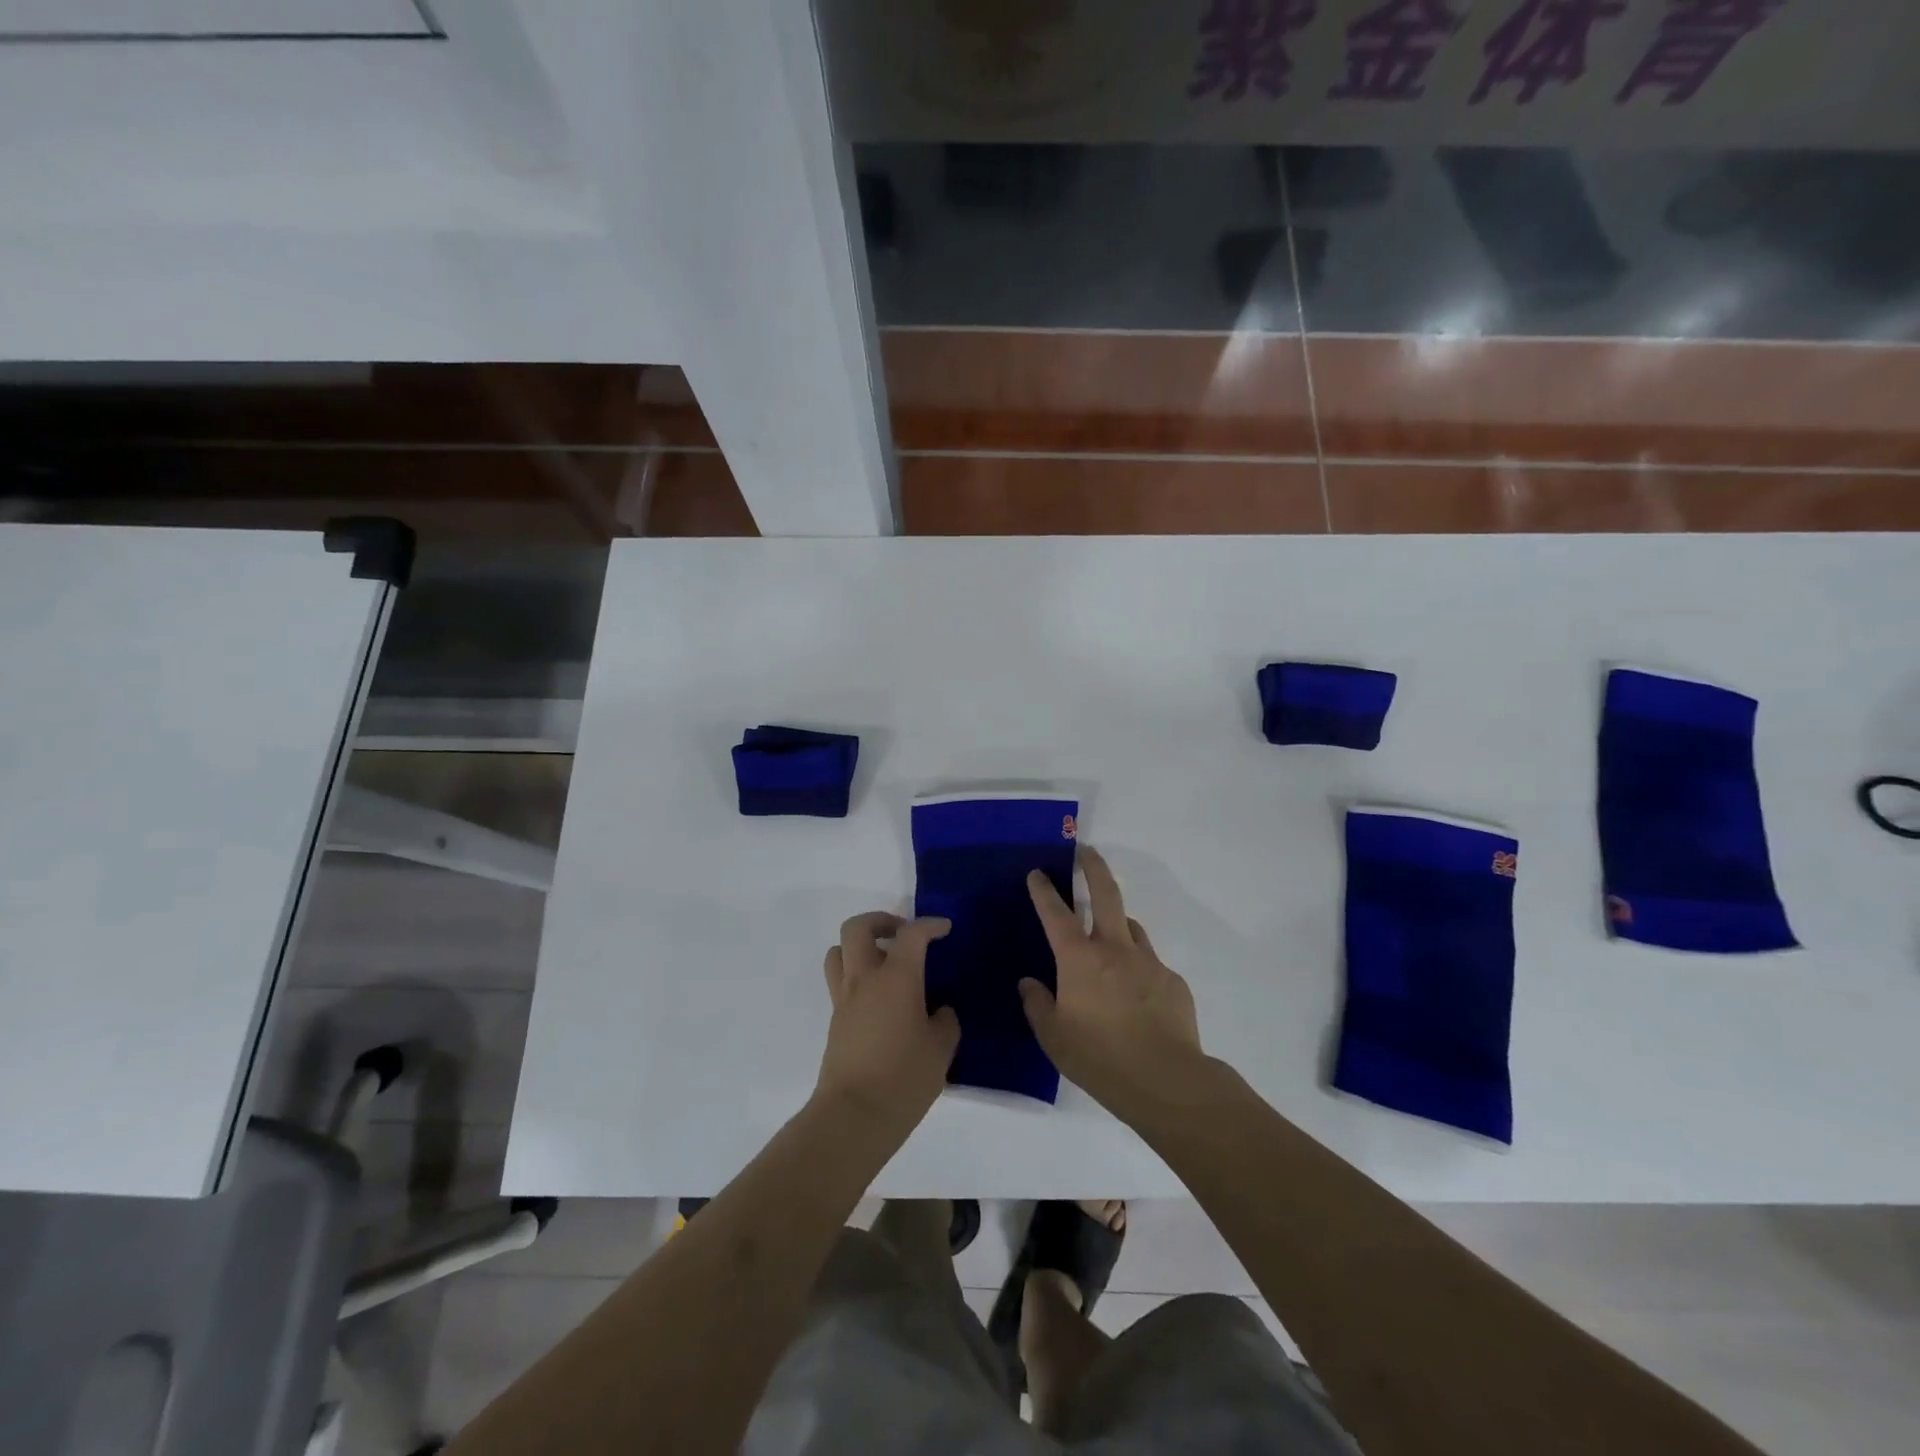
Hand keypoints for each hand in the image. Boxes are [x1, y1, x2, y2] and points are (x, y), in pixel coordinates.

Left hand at [815, 912, 960, 1137]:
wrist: (854, 1116)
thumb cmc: (904, 1078)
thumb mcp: (941, 1049)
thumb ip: (945, 1021)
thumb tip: (939, 1010)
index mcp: (897, 977)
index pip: (912, 934)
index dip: (930, 925)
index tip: (944, 929)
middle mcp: (865, 978)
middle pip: (857, 927)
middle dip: (881, 921)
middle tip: (902, 934)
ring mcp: (844, 998)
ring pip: (839, 951)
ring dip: (860, 946)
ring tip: (885, 962)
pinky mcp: (835, 1020)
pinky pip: (840, 980)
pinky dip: (858, 975)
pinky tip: (881, 999)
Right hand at [1022, 846, 1203, 1121]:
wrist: (1165, 1079)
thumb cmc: (1099, 1057)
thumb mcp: (1053, 1037)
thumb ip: (1037, 1005)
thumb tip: (1029, 983)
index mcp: (1079, 959)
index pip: (1056, 913)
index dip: (1044, 891)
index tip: (1037, 873)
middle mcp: (1114, 949)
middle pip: (1105, 893)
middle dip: (1093, 868)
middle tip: (1086, 852)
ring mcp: (1148, 962)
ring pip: (1130, 927)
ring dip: (1117, 923)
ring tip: (1109, 938)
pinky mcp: (1172, 981)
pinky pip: (1150, 964)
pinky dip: (1138, 968)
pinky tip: (1136, 996)